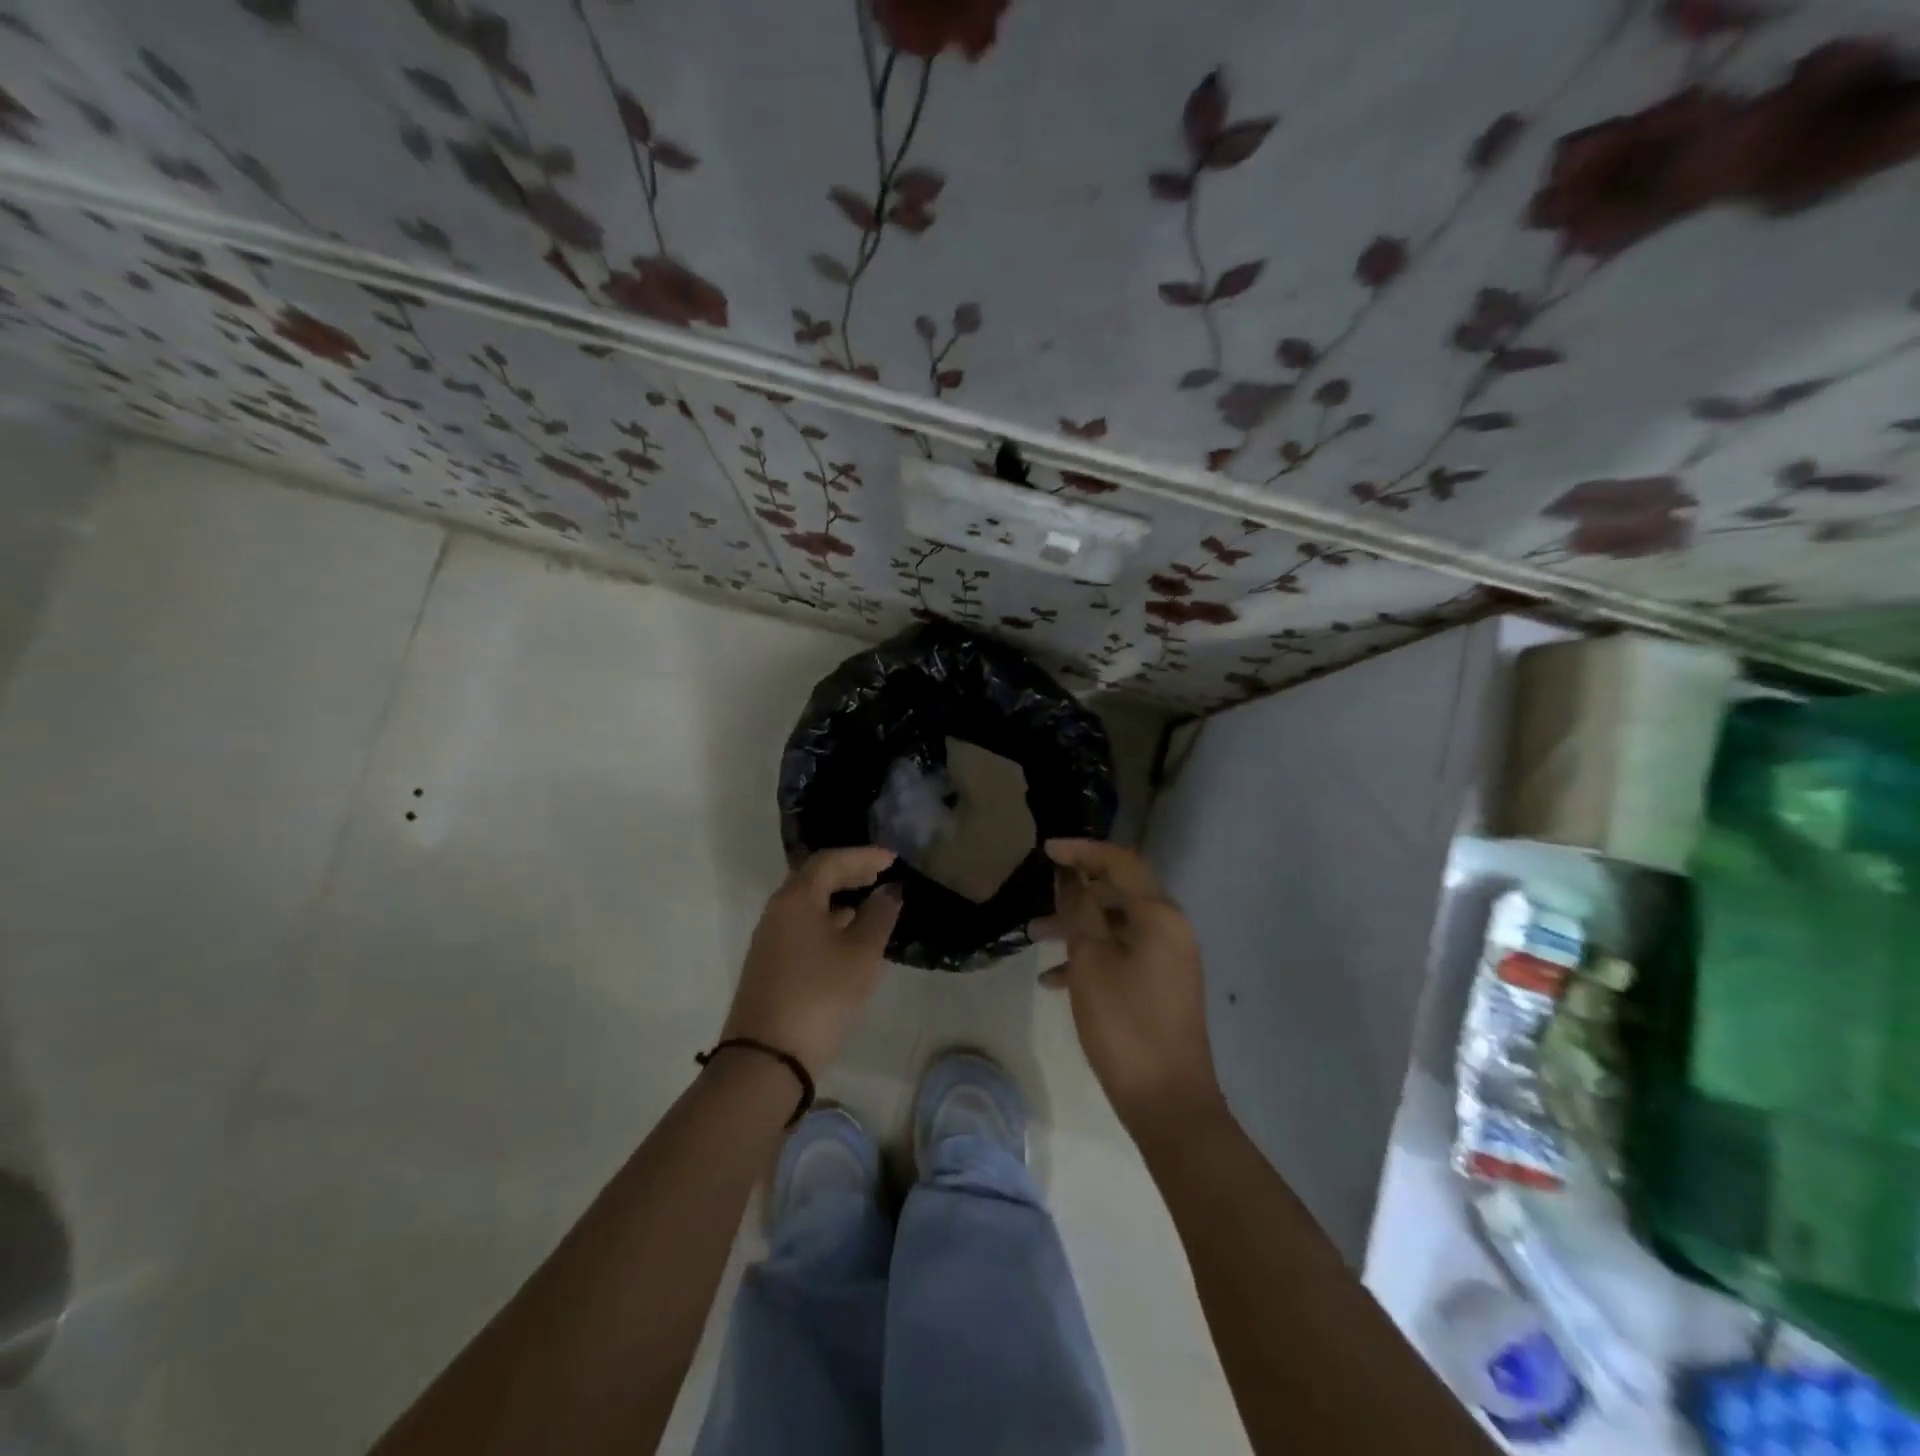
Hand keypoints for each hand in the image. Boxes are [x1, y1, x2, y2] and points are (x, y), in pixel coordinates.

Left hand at [721, 847, 902, 1075]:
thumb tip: (888, 891)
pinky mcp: (770, 963)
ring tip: (870, 902)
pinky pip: (802, 924)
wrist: (767, 1057)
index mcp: (796, 898)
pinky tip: (848, 935)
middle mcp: (778, 910)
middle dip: (849, 872)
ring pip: (807, 903)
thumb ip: (879, 916)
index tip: (892, 859)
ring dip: (838, 896)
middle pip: (814, 878)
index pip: (830, 861)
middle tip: (880, 874)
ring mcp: (770, 938)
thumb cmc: (820, 994)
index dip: (863, 856)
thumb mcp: (860, 954)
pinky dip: (828, 919)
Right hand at [1036, 839, 1222, 1130]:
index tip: (1045, 850)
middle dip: (1075, 892)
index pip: (1120, 862)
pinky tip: (1054, 980)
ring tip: (1034, 937)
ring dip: (1077, 927)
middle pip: (1118, 892)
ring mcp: (1169, 959)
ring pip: (1116, 926)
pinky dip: (1092, 957)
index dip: (1082, 850)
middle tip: (1038, 896)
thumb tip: (1070, 875)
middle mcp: (1171, 929)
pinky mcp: (1162, 986)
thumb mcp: (1090, 961)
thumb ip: (1079, 910)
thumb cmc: (1124, 1024)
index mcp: (1160, 915)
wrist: (1168, 1102)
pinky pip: (1123, 955)